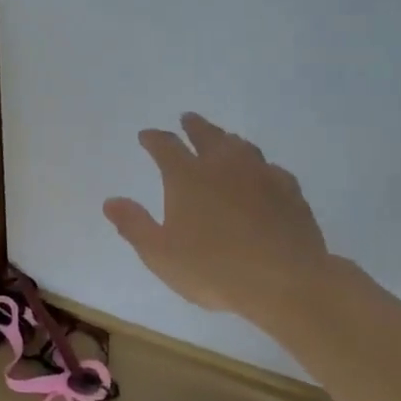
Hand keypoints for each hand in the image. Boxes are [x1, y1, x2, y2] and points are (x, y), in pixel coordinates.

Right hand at [104, 113, 336, 332]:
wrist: (285, 282)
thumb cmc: (213, 269)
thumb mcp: (160, 254)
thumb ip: (134, 225)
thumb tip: (111, 201)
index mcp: (187, 177)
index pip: (166, 146)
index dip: (154, 139)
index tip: (146, 136)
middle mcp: (223, 165)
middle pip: (207, 135)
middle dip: (194, 126)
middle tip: (187, 119)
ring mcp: (261, 174)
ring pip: (241, 146)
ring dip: (227, 139)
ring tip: (223, 139)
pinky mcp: (289, 191)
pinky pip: (270, 168)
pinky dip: (259, 166)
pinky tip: (262, 173)